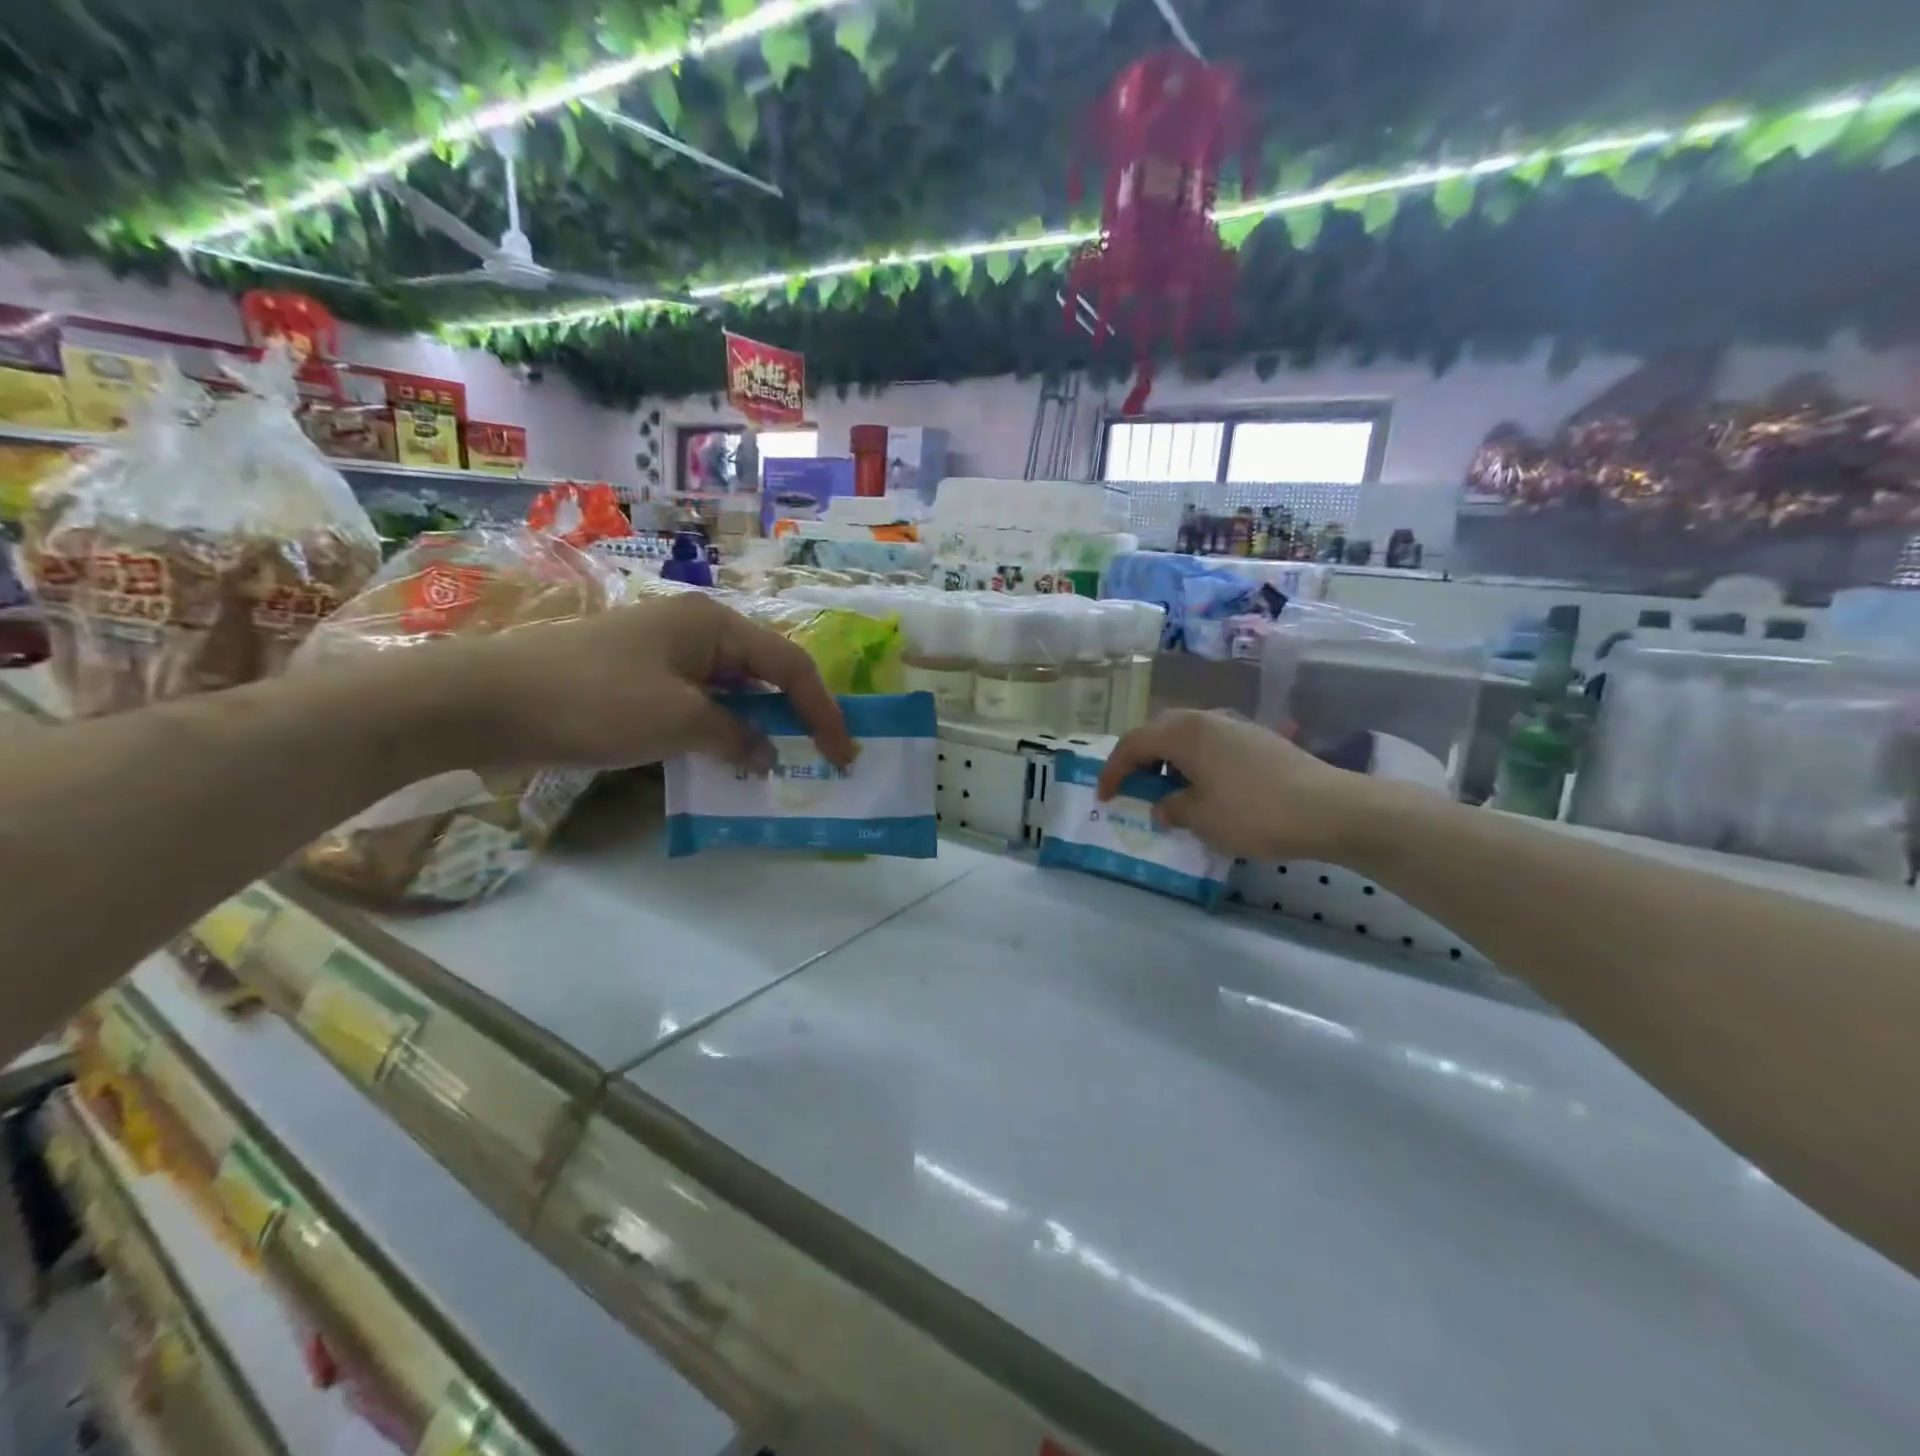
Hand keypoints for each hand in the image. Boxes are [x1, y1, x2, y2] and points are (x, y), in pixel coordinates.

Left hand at [423, 592, 854, 770]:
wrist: (484, 701)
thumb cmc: (594, 699)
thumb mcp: (678, 721)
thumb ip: (736, 737)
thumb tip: (767, 753)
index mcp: (713, 624)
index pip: (789, 666)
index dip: (822, 710)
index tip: (843, 753)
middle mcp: (695, 630)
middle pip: (763, 674)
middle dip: (792, 717)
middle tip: (817, 759)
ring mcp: (664, 655)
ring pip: (730, 693)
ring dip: (754, 729)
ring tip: (776, 767)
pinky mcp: (638, 680)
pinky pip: (696, 705)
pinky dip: (718, 733)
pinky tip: (722, 762)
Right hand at [1096, 709, 1376, 862]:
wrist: (1330, 808)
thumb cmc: (1253, 812)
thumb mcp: (1201, 818)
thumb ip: (1172, 808)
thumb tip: (1163, 805)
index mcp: (1183, 732)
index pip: (1133, 744)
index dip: (1113, 771)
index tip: (1104, 797)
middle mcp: (1206, 718)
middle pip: (1159, 733)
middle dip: (1140, 760)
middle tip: (1133, 788)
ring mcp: (1236, 725)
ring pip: (1187, 737)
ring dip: (1170, 761)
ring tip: (1169, 791)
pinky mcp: (1259, 739)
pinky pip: (1212, 745)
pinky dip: (1197, 763)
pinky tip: (1206, 789)